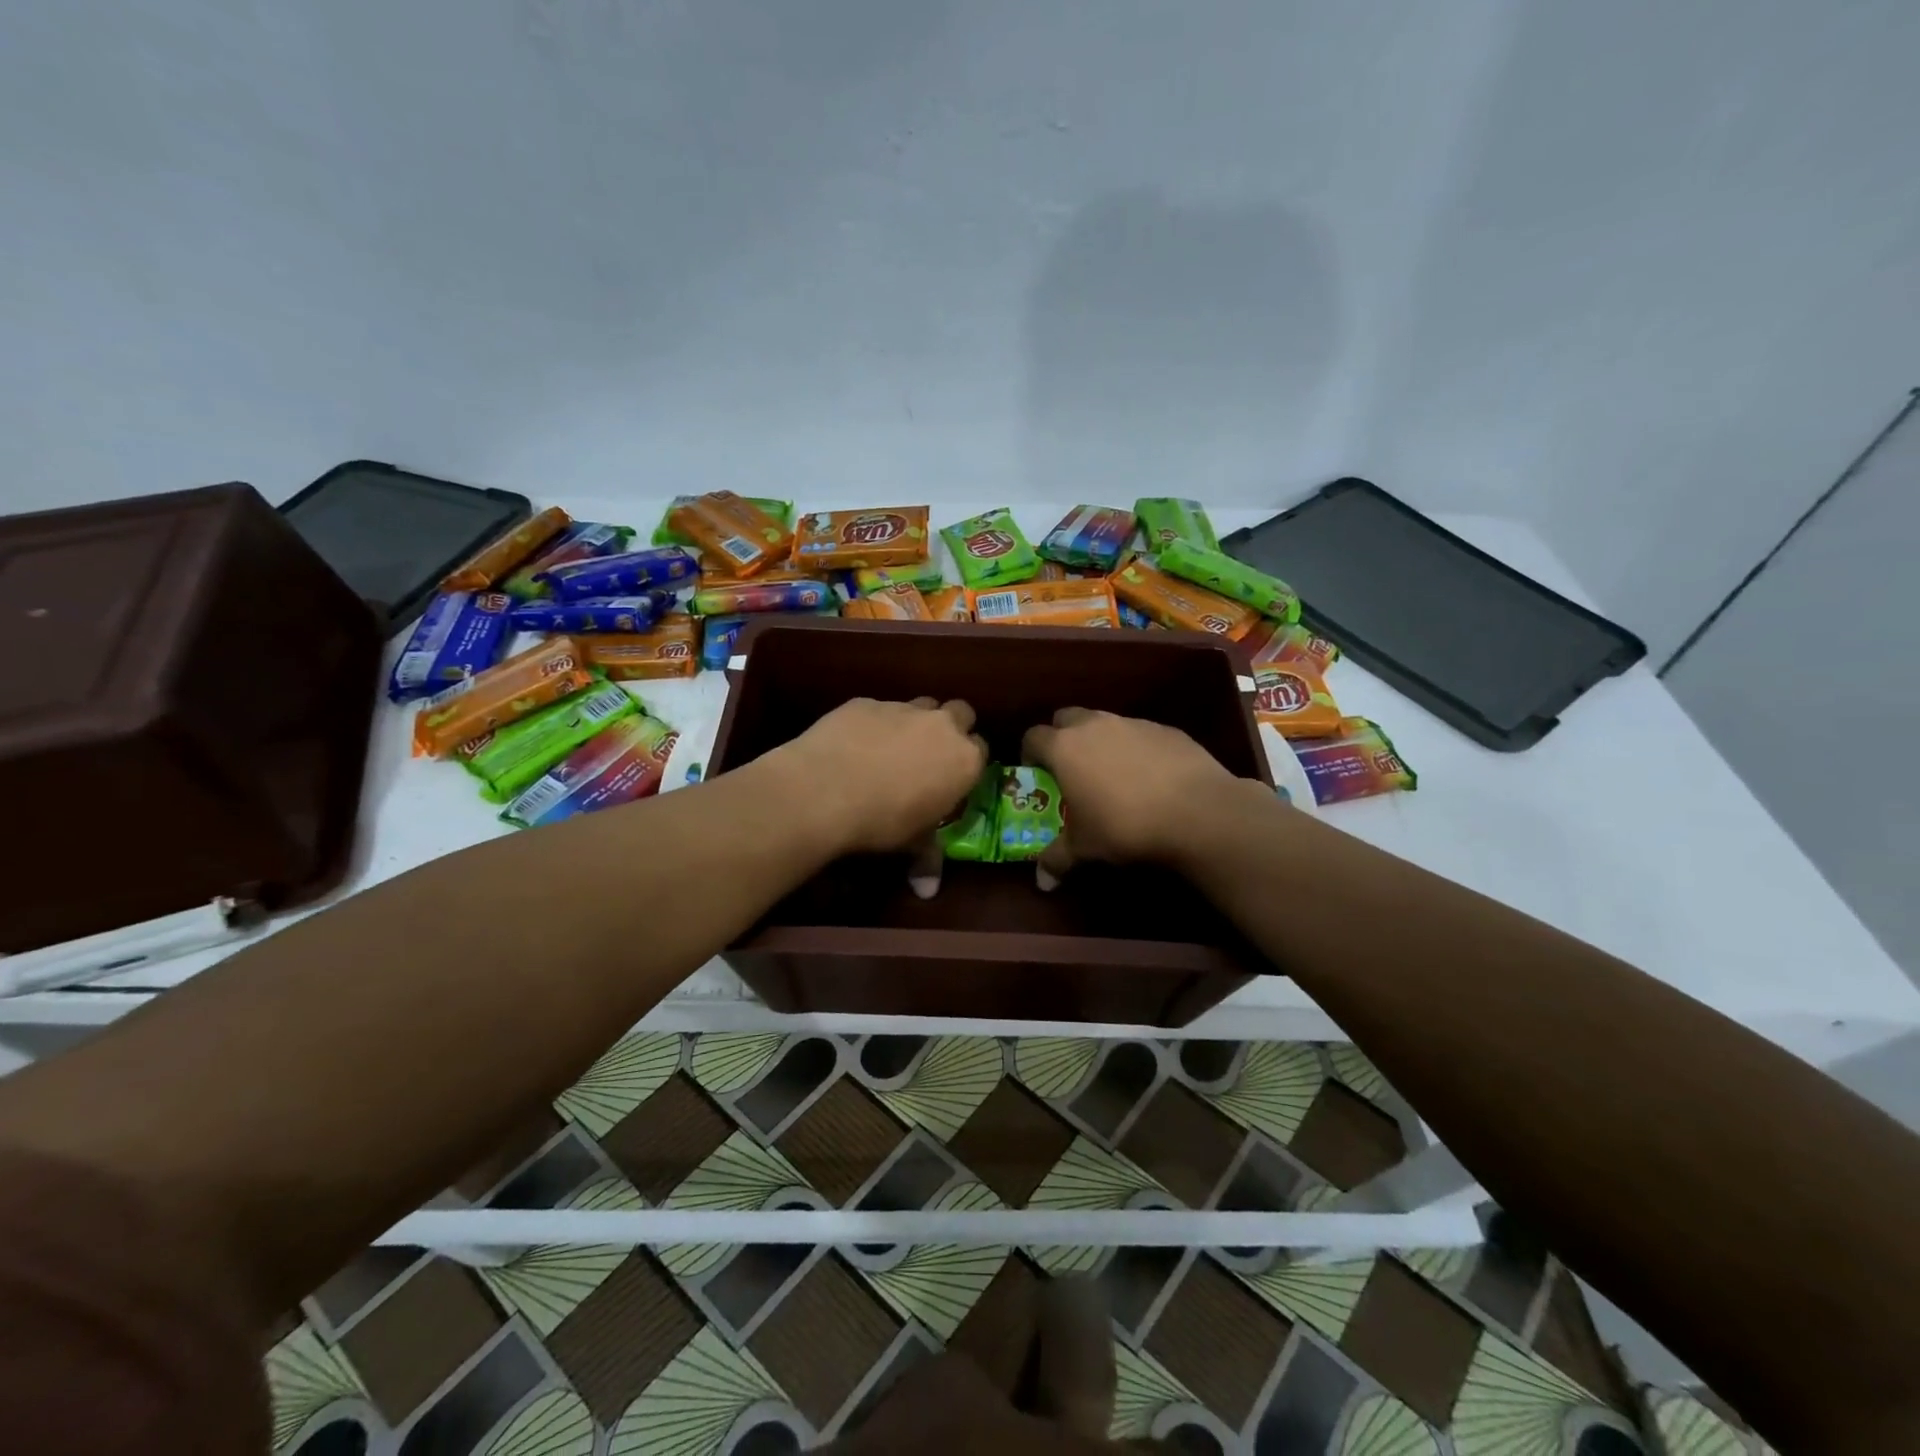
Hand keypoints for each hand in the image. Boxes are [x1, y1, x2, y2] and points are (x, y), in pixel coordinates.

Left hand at [772, 697, 986, 856]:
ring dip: (914, 722)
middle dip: (951, 727)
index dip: (968, 763)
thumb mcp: (911, 843)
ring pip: (921, 705)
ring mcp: (902, 708)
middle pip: (961, 712)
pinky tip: (853, 746)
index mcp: (964, 760)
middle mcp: (941, 726)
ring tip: (891, 749)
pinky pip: (879, 709)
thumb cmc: (882, 822)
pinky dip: (874, 724)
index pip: (982, 750)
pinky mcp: (866, 702)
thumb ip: (926, 859)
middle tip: (930, 754)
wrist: (825, 790)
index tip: (953, 778)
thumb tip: (926, 892)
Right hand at [1020, 707, 1249, 885]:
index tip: (1035, 773)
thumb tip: (1042, 883)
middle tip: (1070, 768)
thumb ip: (1058, 859)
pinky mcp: (1166, 729)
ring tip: (1112, 775)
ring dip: (1100, 742)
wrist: (1198, 811)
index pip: (1033, 737)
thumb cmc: (1125, 826)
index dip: (1029, 754)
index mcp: (1065, 748)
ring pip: (1105, 723)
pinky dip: (1136, 749)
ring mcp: (1133, 723)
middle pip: (1066, 718)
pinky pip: (1140, 734)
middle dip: (1063, 737)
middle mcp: (1095, 725)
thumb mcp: (1085, 848)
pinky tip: (1150, 778)